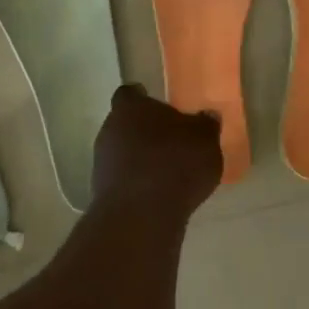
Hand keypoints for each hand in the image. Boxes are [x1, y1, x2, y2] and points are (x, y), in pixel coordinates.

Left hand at [92, 85, 223, 217]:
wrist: (142, 214)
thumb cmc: (176, 164)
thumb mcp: (205, 140)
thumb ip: (206, 125)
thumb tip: (207, 115)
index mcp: (132, 107)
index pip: (130, 94)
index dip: (143, 98)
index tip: (157, 105)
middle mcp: (110, 129)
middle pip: (125, 124)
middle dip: (144, 132)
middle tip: (169, 141)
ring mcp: (101, 162)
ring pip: (122, 152)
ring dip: (139, 159)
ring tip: (166, 172)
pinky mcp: (101, 191)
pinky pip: (122, 179)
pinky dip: (136, 183)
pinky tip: (157, 194)